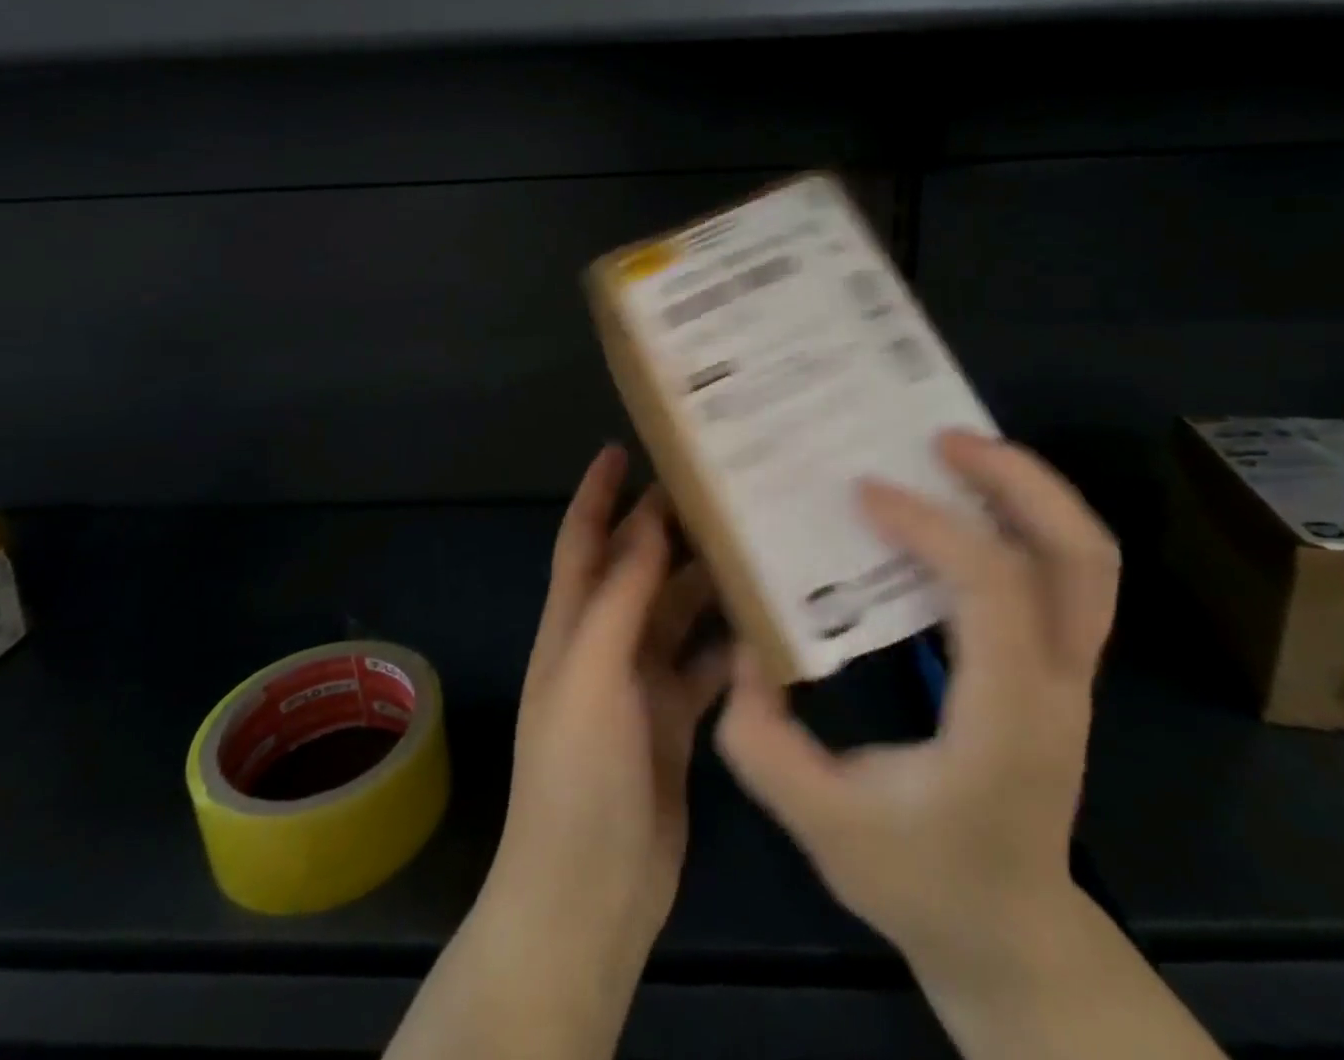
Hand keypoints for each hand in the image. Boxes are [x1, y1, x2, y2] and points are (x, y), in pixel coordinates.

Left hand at [481, 446, 729, 972]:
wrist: (587, 896)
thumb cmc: (578, 776)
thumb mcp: (591, 675)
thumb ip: (620, 598)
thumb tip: (647, 523)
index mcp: (572, 626)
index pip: (583, 540)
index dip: (597, 492)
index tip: (622, 446)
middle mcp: (604, 644)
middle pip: (637, 569)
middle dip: (666, 528)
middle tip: (719, 490)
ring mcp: (641, 684)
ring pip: (677, 613)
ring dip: (706, 581)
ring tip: (756, 543)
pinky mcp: (677, 721)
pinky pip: (706, 665)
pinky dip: (731, 643)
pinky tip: (771, 625)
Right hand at [714, 431, 1119, 988]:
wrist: (1011, 938)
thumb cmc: (922, 883)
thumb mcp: (823, 826)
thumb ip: (765, 740)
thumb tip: (747, 647)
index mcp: (1007, 719)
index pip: (994, 592)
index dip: (933, 527)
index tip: (864, 492)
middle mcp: (1059, 686)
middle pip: (1079, 556)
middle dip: (1016, 480)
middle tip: (941, 437)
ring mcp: (1072, 675)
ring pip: (1085, 559)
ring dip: (1027, 491)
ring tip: (954, 452)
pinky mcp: (1059, 668)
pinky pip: (1061, 574)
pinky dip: (1020, 521)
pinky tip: (957, 507)